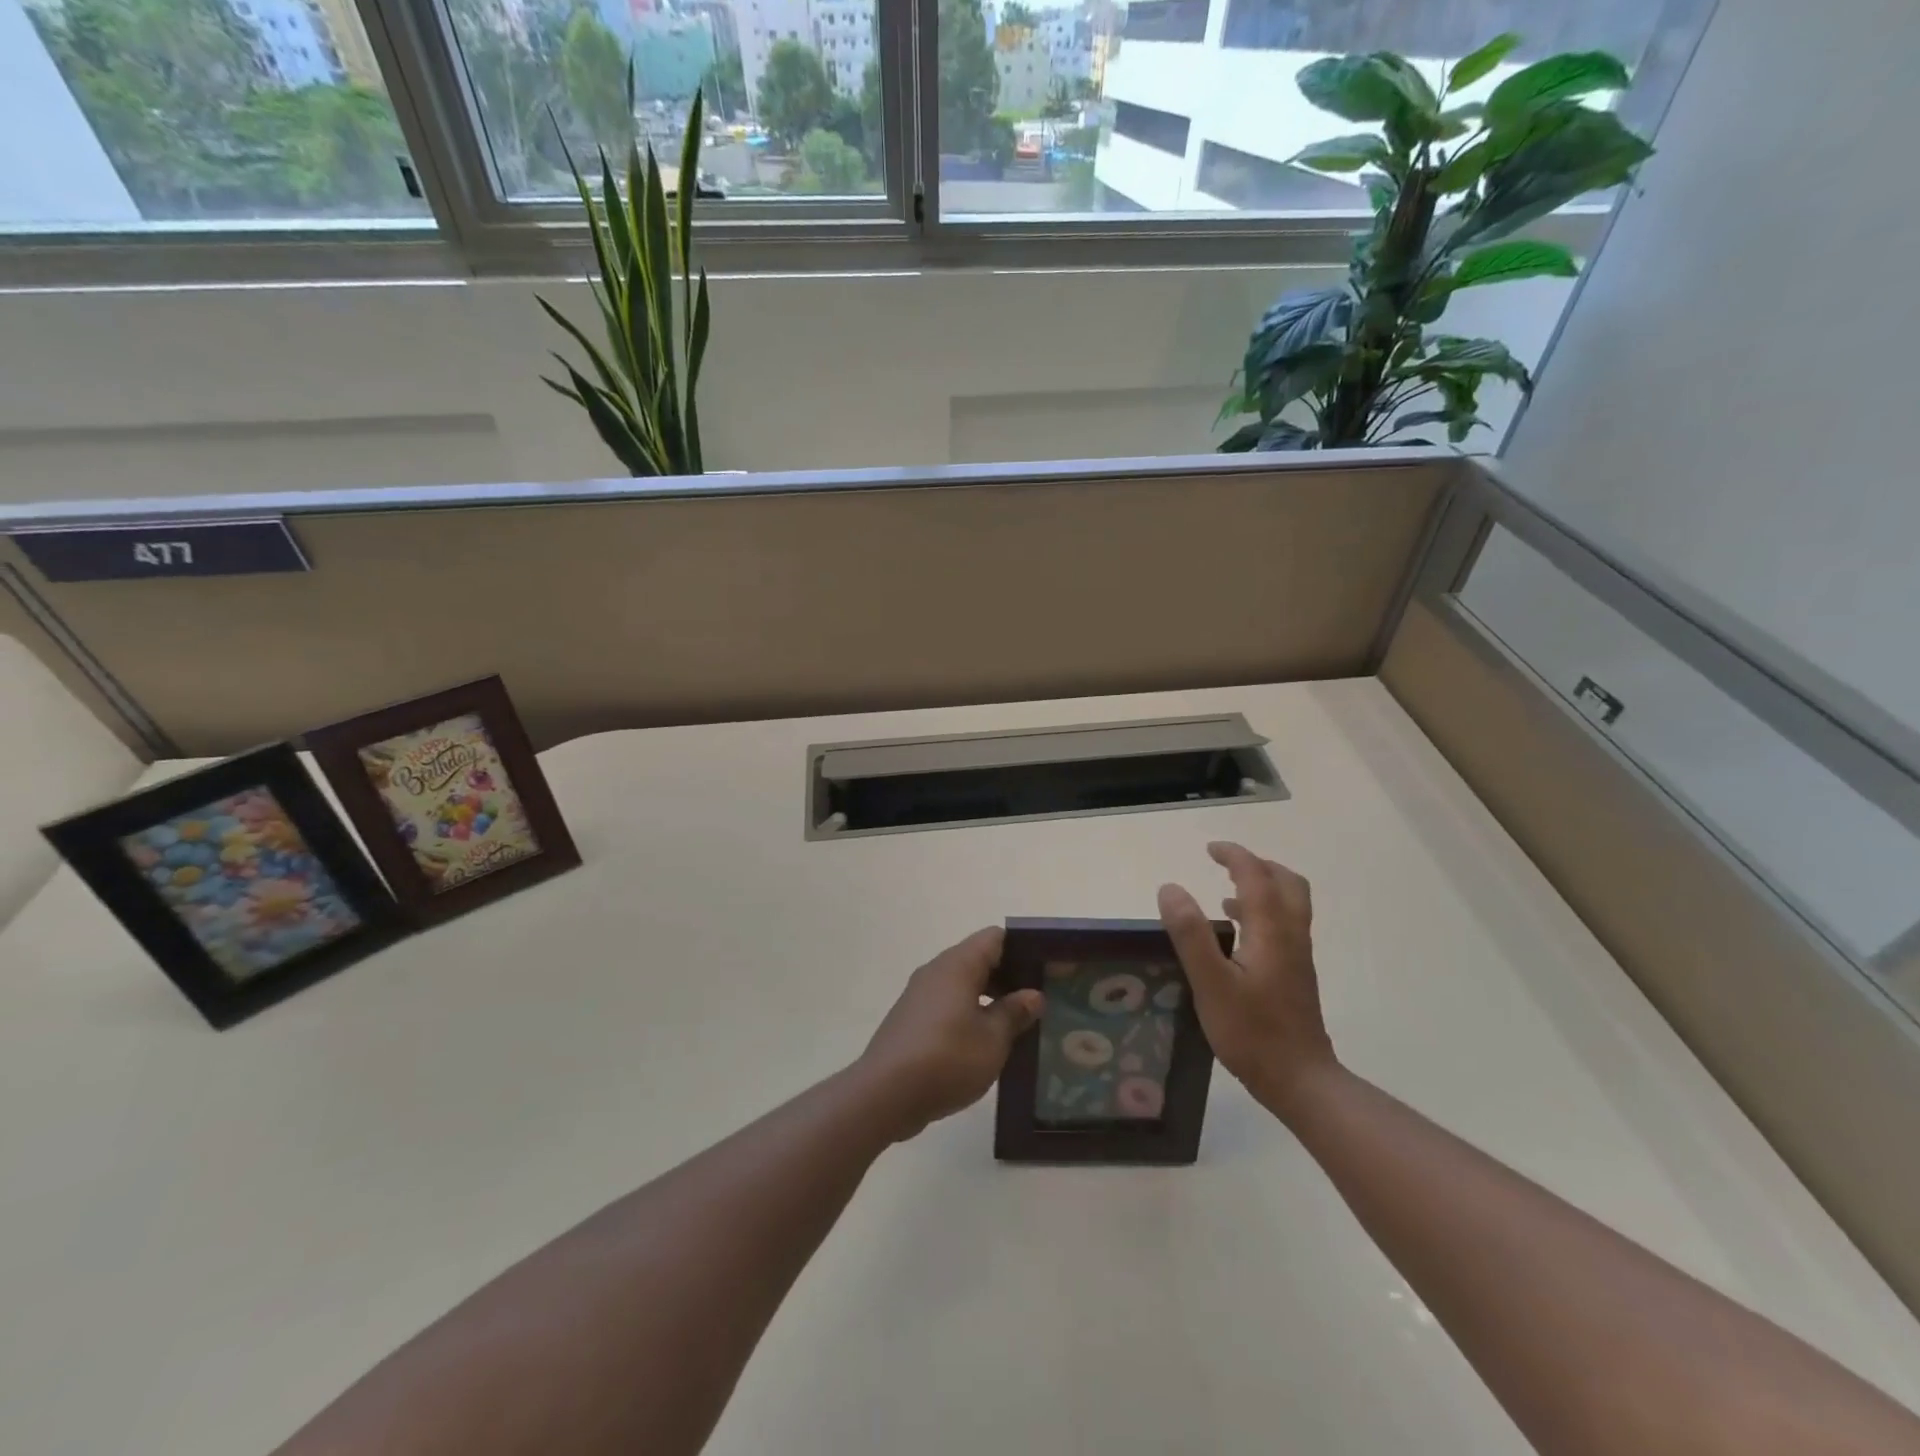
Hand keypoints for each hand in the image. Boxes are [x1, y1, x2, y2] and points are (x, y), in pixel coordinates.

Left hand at [859, 927, 1044, 1141]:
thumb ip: (1014, 1013)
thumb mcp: (993, 1040)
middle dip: (1009, 977)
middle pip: (979, 960)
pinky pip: (948, 1005)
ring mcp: (920, 996)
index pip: (995, 938)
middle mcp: (937, 971)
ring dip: (989, 999)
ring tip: (1019, 1024)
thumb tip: (1033, 995)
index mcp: (958, 965)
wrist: (884, 1094)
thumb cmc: (946, 1059)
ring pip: (963, 984)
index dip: (1022, 948)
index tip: (1046, 968)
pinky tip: (986, 1043)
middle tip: (1040, 1000)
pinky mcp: (912, 1020)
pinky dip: (969, 1014)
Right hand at [1158, 842, 1336, 1120]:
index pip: (1256, 877)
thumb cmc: (1252, 1032)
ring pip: (1289, 906)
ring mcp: (1297, 957)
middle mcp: (1290, 936)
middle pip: (1287, 884)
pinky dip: (1262, 914)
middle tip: (1226, 865)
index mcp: (1271, 931)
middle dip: (1257, 866)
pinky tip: (1236, 936)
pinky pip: (1284, 927)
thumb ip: (1190, 934)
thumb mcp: (1211, 983)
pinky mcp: (1296, 976)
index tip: (1210, 849)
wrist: (1300, 1080)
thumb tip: (1170, 888)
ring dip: (1262, 888)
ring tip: (1226, 893)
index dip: (1234, 856)